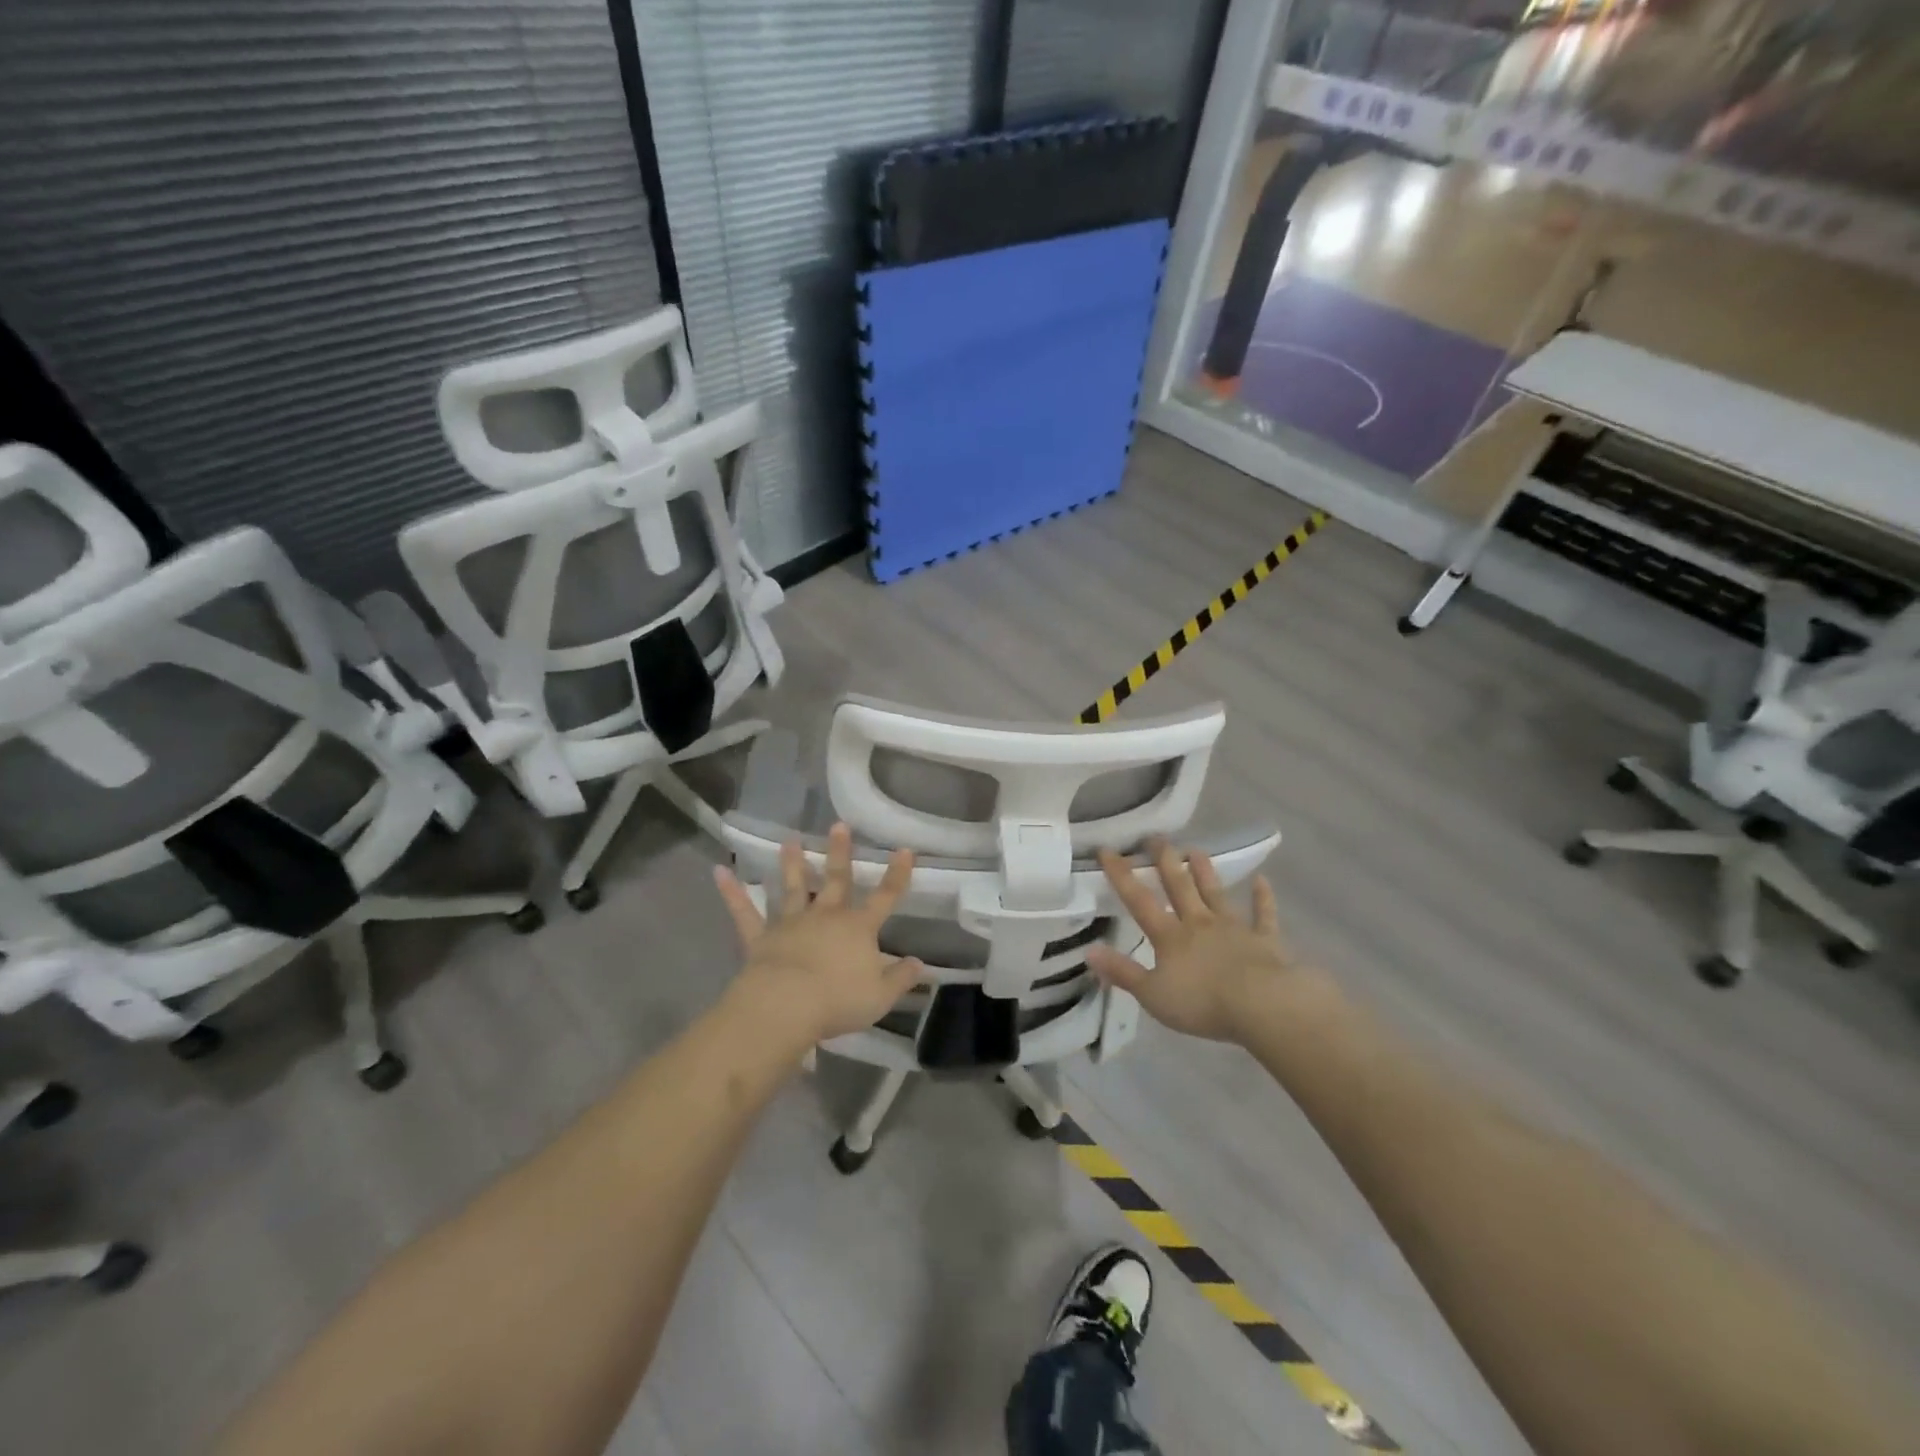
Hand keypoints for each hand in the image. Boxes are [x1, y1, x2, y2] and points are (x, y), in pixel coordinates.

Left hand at [713, 822, 921, 1047]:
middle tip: (838, 825)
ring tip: (789, 840)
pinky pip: (744, 911)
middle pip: (835, 879)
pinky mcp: (761, 937)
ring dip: (791, 863)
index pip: (885, 897)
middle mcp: (826, 916)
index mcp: (858, 928)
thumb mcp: (880, 995)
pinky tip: (719, 872)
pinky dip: (732, 892)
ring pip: (792, 887)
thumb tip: (920, 964)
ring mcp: (791, 923)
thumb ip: (901, 978)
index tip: (904, 849)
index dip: (897, 874)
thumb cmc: (838, 1000)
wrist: (787, 1006)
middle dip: (840, 853)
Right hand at [1086, 840, 1297, 1043]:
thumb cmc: (1202, 1003)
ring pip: (1215, 893)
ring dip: (1205, 872)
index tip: (1107, 850)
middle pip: (1179, 886)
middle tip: (1156, 837)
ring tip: (1196, 849)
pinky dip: (1263, 898)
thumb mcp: (1152, 994)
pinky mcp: (1264, 939)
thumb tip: (1088, 950)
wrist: (1261, 1005)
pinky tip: (1263, 881)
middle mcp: (1198, 923)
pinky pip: (1263, 915)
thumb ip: (1122, 972)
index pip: (1139, 901)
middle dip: (1165, 861)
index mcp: (1169, 937)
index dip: (1121, 875)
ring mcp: (1233, 928)